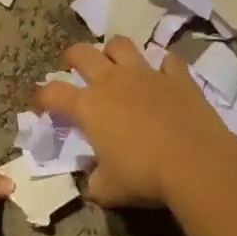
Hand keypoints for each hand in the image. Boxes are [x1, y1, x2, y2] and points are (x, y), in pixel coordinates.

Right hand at [33, 38, 236, 208]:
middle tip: (71, 64)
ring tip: (115, 61)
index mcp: (89, 106)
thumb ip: (94, 182)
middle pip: (83, 54)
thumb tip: (91, 180)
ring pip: (122, 45)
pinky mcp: (178, 77)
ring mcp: (146, 74)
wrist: (195, 163)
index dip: (42, 95)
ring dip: (114, 51)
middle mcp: (113, 81)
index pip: (54, 93)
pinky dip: (164, 66)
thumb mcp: (108, 190)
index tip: (41, 102)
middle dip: (72, 56)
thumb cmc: (143, 176)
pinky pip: (168, 61)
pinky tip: (165, 75)